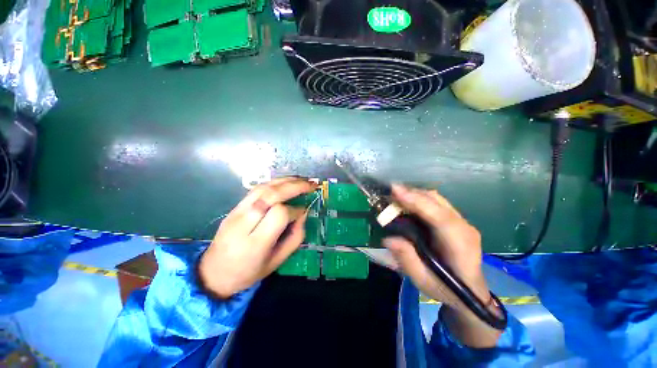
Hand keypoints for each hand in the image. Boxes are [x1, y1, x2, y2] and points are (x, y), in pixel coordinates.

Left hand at [199, 177, 316, 298]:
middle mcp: (244, 223)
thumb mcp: (277, 261)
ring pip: (263, 187)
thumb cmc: (248, 272)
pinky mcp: (235, 206)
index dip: (295, 210)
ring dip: (286, 180)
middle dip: (295, 186)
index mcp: (255, 243)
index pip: (279, 214)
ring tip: (302, 179)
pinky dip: (274, 182)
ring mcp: (236, 212)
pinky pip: (256, 189)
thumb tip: (303, 214)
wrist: (213, 273)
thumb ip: (295, 237)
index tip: (303, 212)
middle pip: (271, 195)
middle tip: (312, 184)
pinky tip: (286, 182)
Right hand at [383, 184, 501, 346]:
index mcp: (459, 245)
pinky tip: (407, 203)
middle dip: (411, 193)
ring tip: (394, 197)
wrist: (471, 293)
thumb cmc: (447, 290)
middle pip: (437, 201)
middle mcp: (464, 227)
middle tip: (388, 194)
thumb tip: (388, 238)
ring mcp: (462, 221)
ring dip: (414, 194)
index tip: (395, 191)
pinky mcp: (456, 220)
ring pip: (436, 198)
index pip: (439, 217)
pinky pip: (436, 202)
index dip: (417, 201)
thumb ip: (407, 259)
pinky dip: (419, 199)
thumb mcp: (423, 281)